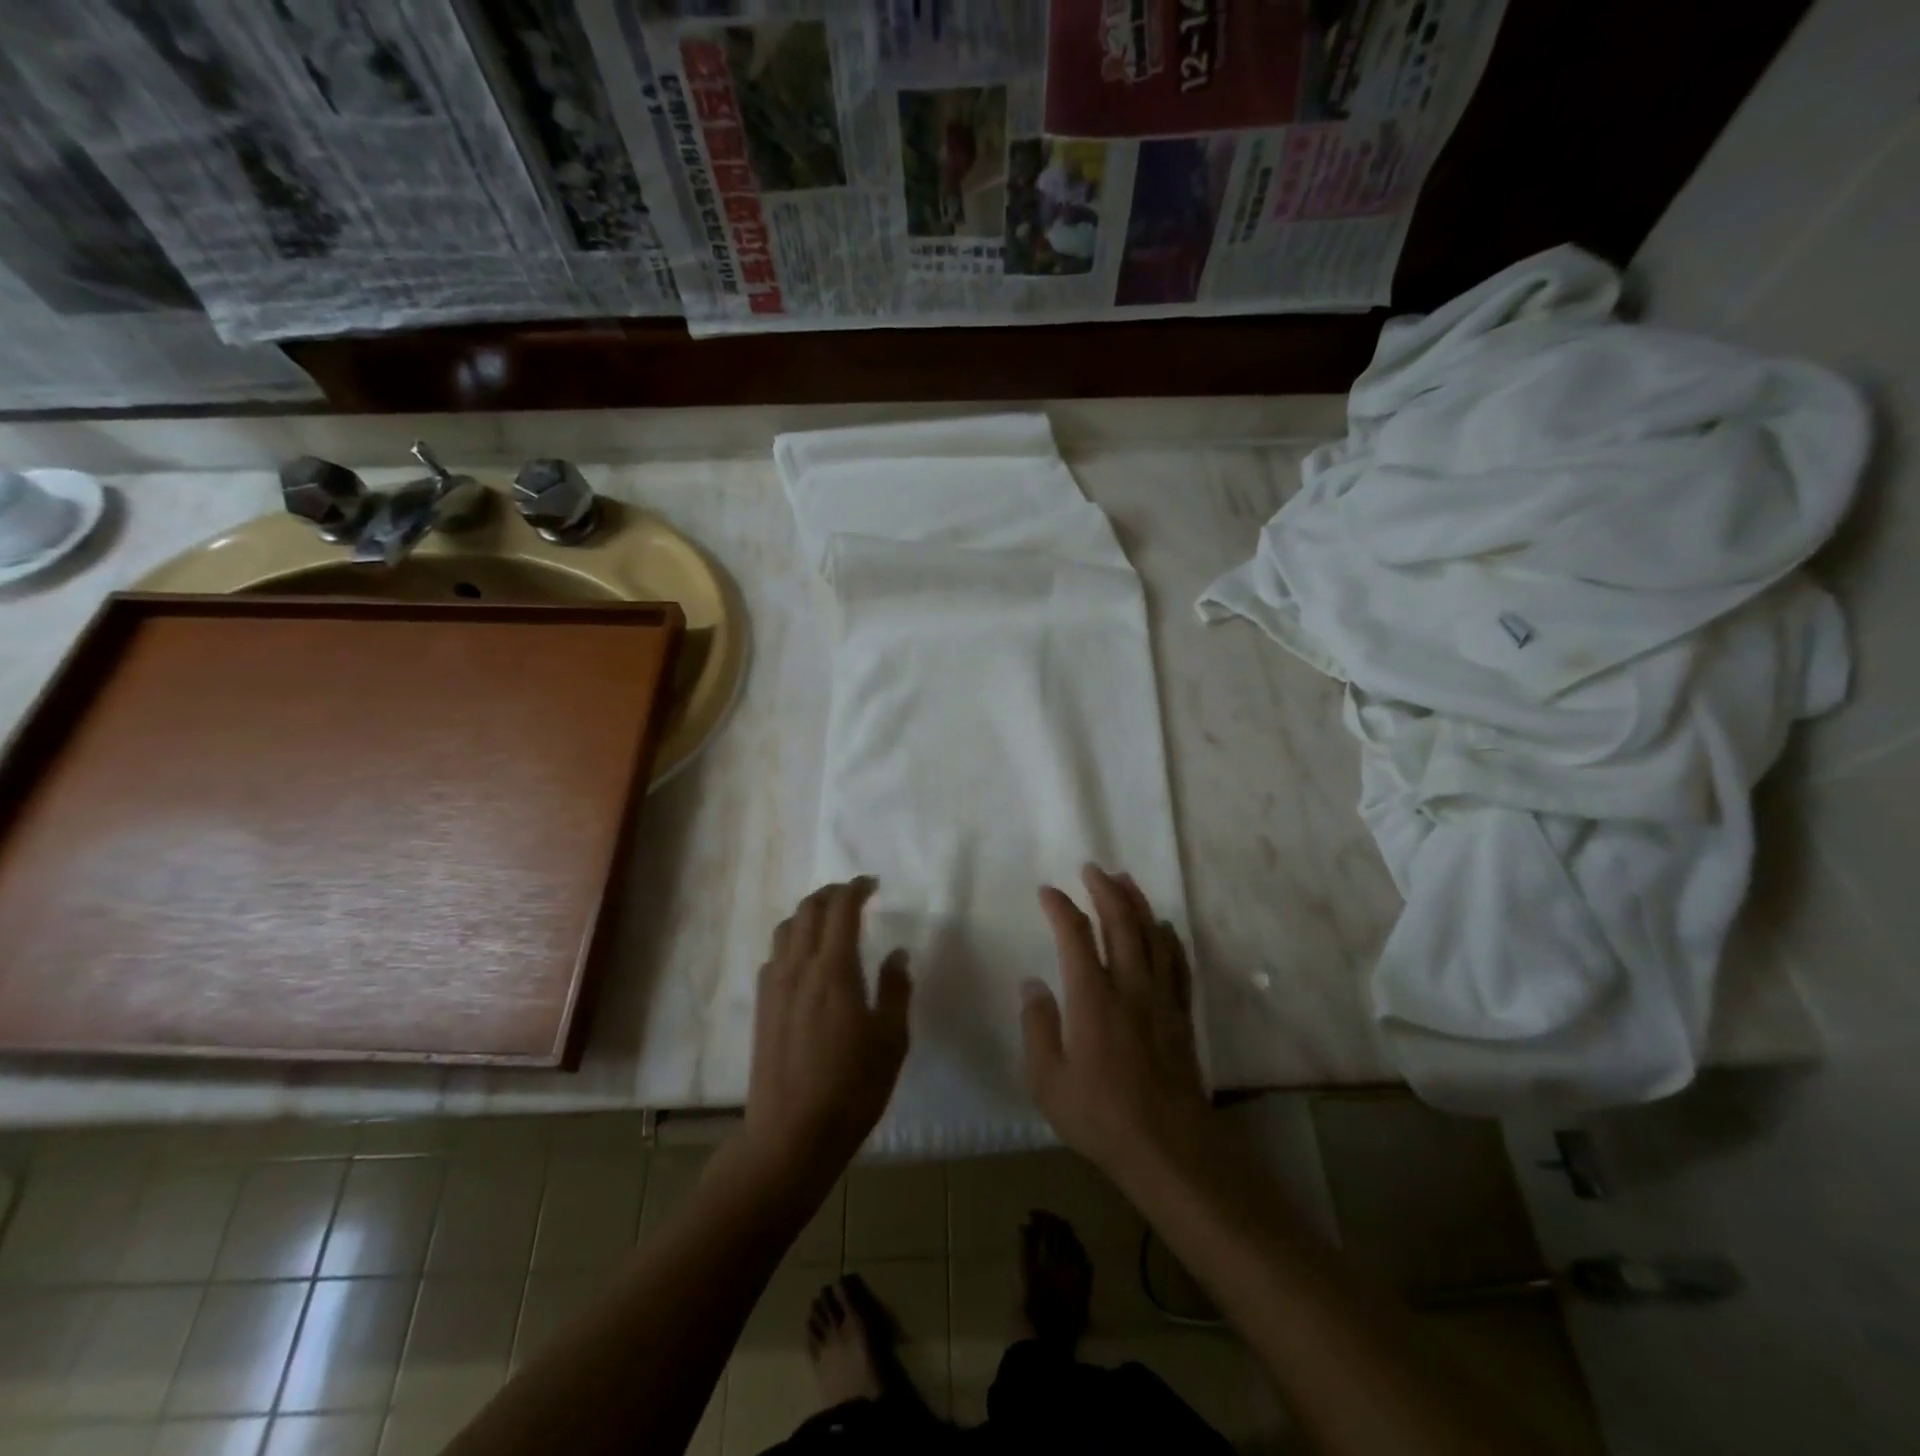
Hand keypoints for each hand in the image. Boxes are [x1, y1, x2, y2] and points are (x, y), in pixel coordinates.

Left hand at [741, 878, 911, 1186]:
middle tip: (855, 895)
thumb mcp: (891, 1041)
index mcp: (834, 970)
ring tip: (830, 920)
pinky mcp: (762, 1006)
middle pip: (808, 909)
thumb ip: (895, 990)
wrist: (790, 1136)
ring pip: (786, 928)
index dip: (856, 888)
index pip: (841, 909)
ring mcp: (774, 986)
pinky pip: (775, 954)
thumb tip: (897, 954)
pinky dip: (793, 939)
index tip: (873, 884)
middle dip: (832, 893)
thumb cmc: (852, 1089)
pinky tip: (806, 959)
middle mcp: (799, 967)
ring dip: (809, 913)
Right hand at [1021, 865, 1210, 1178]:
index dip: (1060, 908)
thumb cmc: (1100, 1115)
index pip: (1075, 936)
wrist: (1168, 1147)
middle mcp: (1128, 986)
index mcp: (1092, 998)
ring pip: (1151, 935)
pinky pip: (1177, 962)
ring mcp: (1160, 998)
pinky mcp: (1180, 1013)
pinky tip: (1163, 927)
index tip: (1048, 891)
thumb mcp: (1048, 1080)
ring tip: (1125, 880)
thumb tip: (1033, 984)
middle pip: (1120, 922)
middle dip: (1105, 890)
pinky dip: (1168, 937)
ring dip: (1137, 903)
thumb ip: (1037, 1027)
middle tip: (1092, 868)